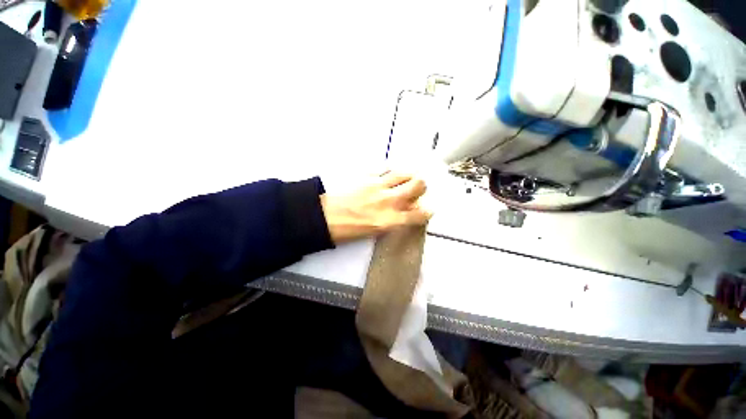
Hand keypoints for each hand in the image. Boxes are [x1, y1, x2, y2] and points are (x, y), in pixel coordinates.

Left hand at [320, 172, 431, 243]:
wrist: (325, 216)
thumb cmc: (349, 229)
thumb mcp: (375, 231)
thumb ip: (394, 220)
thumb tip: (405, 211)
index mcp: (390, 220)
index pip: (420, 214)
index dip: (428, 211)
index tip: (427, 209)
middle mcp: (389, 201)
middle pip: (418, 185)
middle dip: (422, 186)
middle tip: (417, 188)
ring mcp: (379, 185)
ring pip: (405, 172)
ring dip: (409, 174)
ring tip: (406, 177)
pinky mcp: (367, 175)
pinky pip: (386, 167)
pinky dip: (391, 170)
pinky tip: (388, 174)